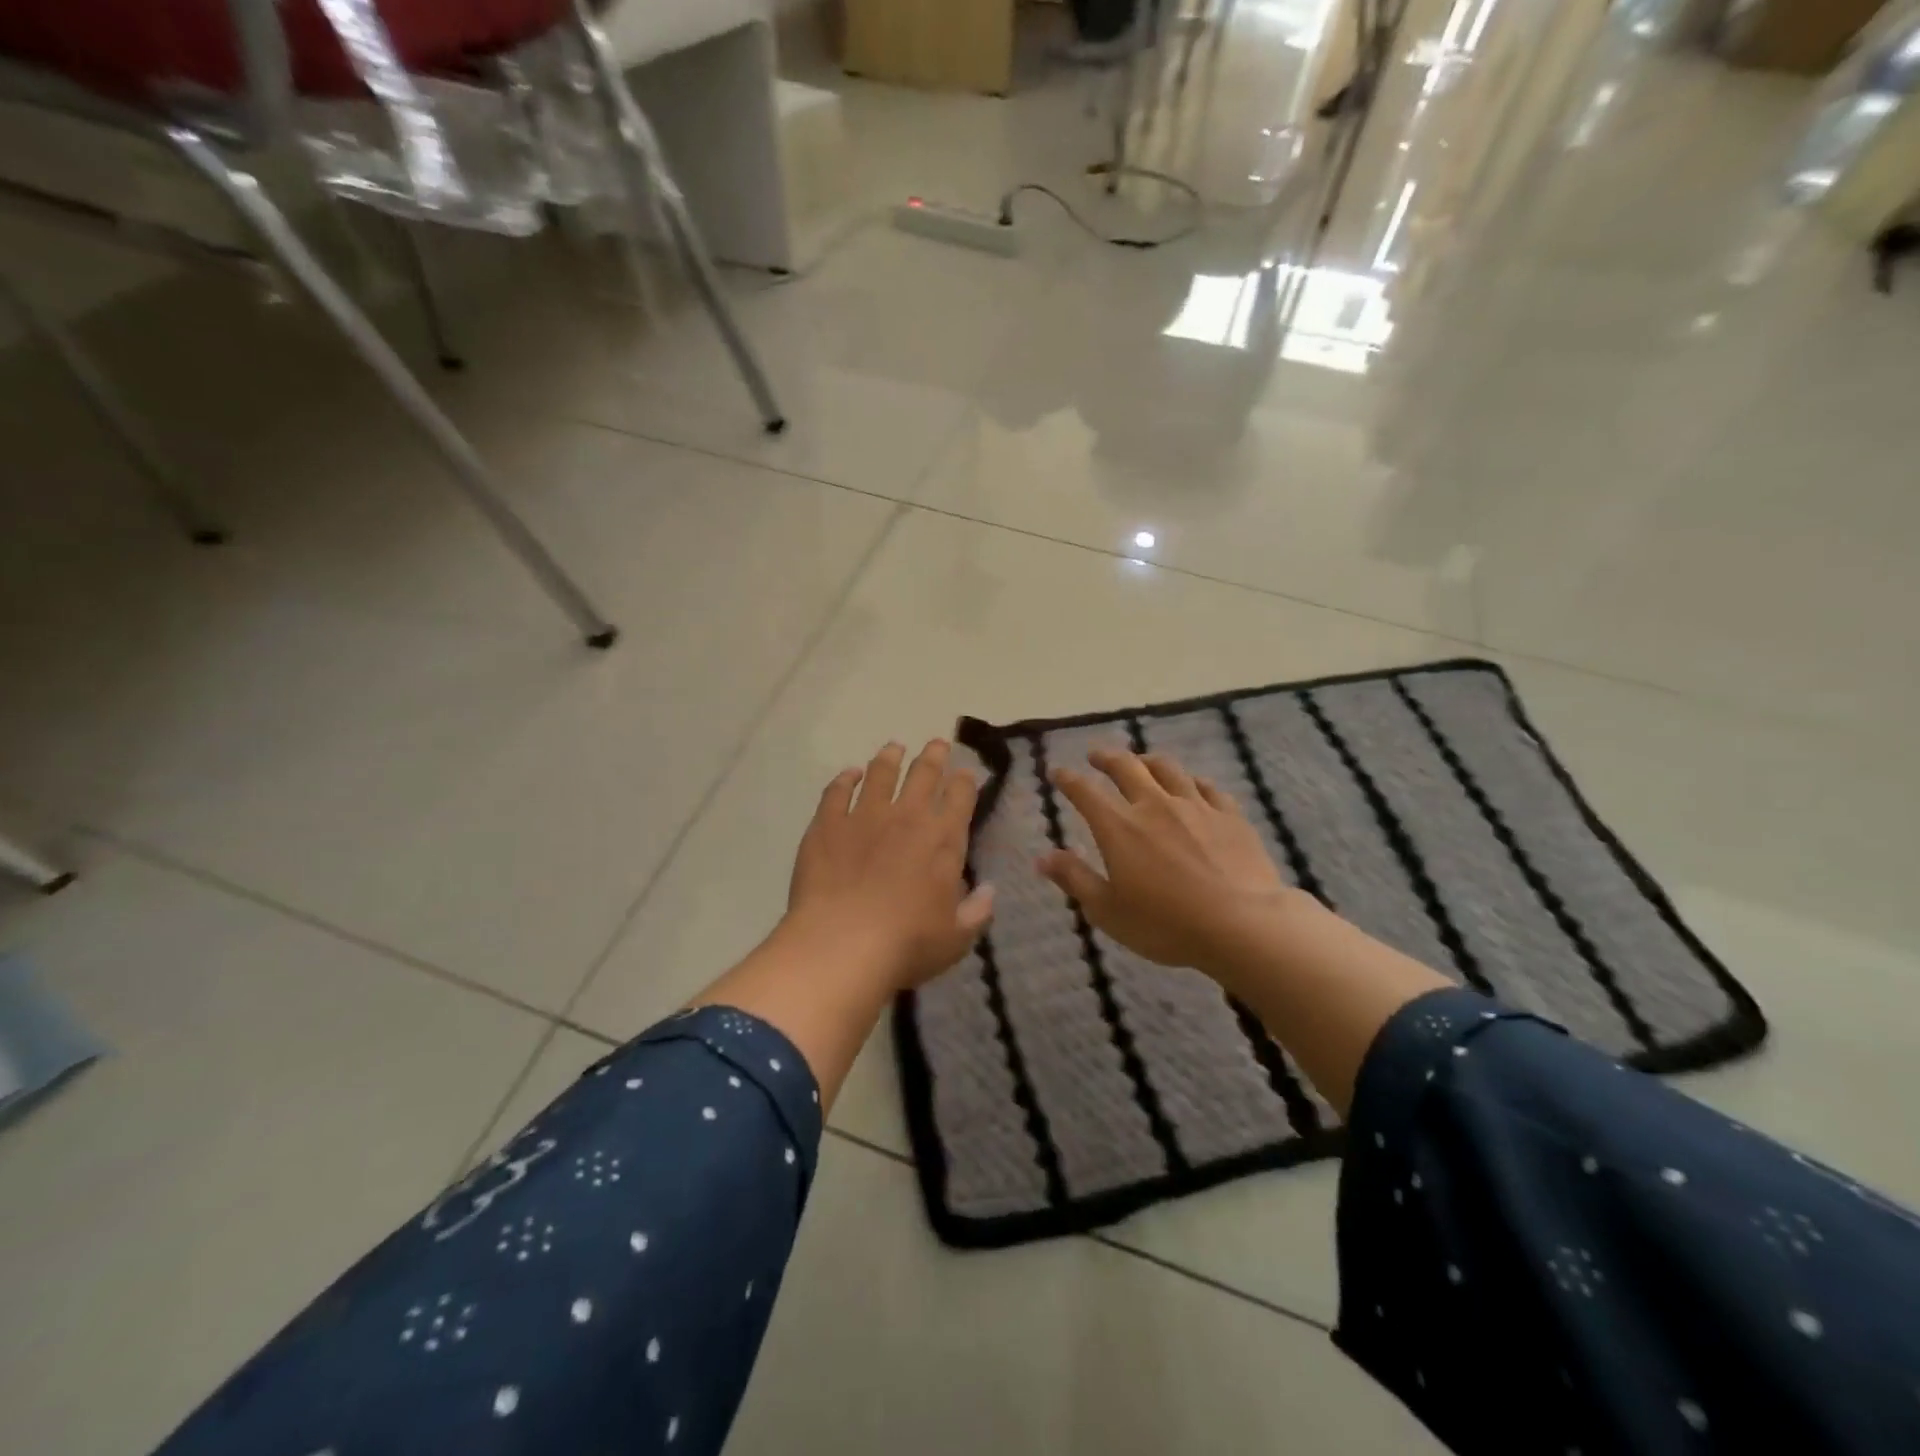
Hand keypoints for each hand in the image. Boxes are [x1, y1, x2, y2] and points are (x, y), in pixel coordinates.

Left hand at [782, 739, 994, 989]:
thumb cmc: (907, 944)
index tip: (966, 772)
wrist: (842, 945)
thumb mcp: (956, 938)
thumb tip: (989, 890)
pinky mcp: (827, 823)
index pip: (960, 797)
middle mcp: (907, 817)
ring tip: (894, 748)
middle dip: (934, 755)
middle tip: (937, 743)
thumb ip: (976, 911)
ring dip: (890, 757)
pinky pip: (837, 791)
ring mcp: (864, 816)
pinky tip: (849, 773)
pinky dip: (846, 778)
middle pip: (924, 774)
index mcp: (943, 840)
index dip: (965, 781)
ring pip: (881, 773)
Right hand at [1041, 747, 1293, 978]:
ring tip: (1141, 761)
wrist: (1242, 925)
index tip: (1057, 771)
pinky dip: (1192, 782)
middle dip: (1106, 757)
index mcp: (1119, 827)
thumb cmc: (1167, 924)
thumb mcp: (1108, 911)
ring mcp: (1195, 807)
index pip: (1085, 792)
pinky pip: (1207, 787)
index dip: (1067, 779)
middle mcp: (1154, 806)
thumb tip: (1042, 857)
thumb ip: (1074, 879)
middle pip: (1126, 767)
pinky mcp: (1230, 815)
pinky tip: (1192, 785)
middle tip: (1095, 755)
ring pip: (1167, 769)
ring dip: (1147, 760)